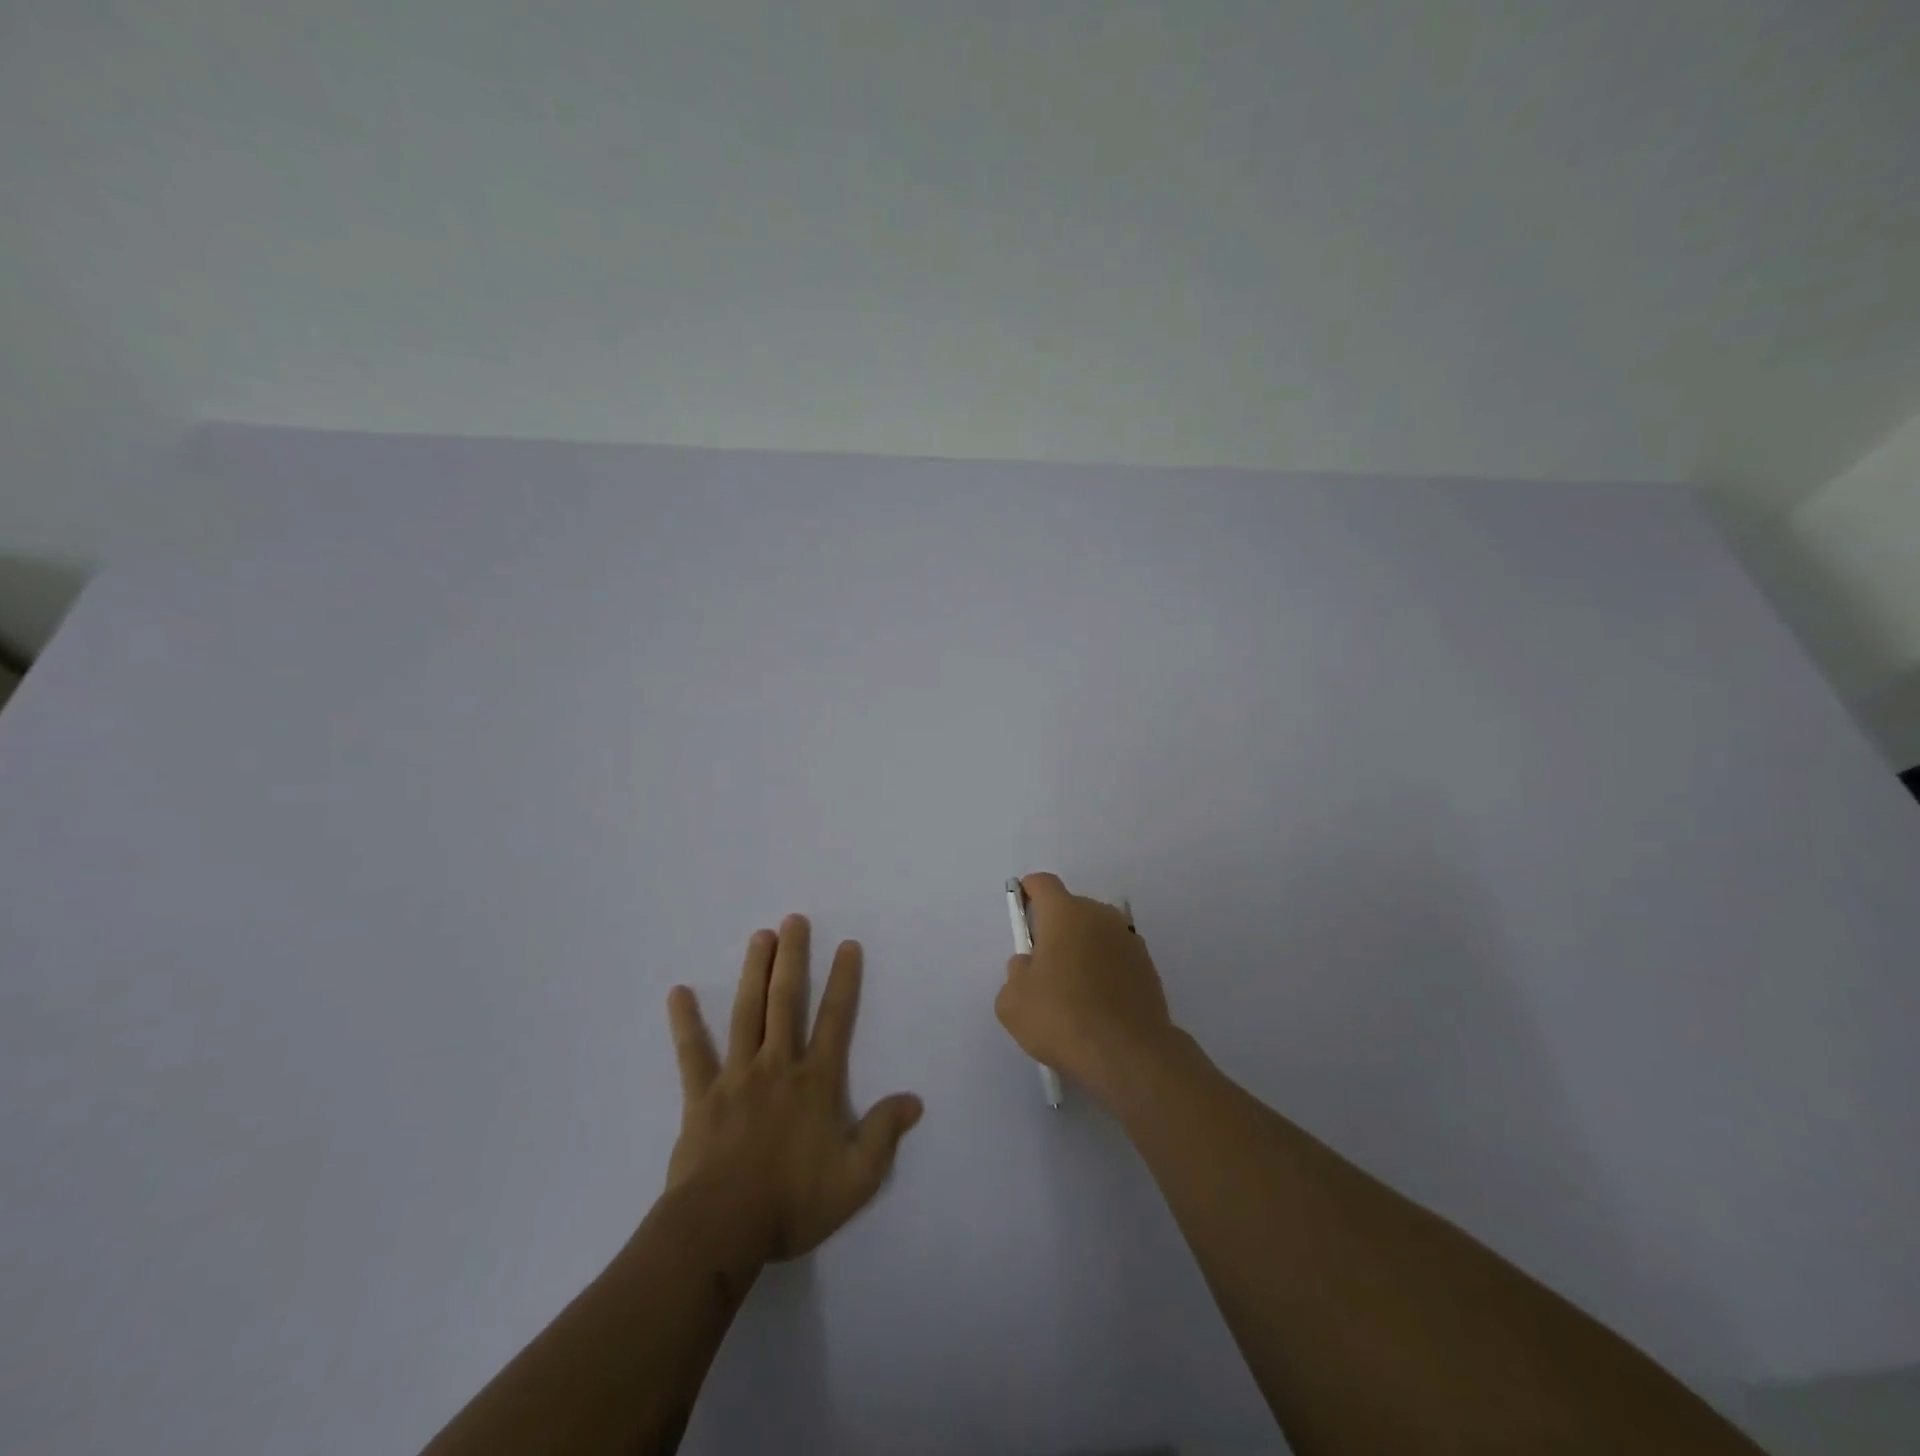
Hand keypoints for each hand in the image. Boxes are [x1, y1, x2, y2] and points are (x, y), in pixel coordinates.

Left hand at [664, 915, 923, 1264]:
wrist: (721, 1229)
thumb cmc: (792, 1203)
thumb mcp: (855, 1178)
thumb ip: (884, 1134)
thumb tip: (914, 1100)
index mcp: (815, 1082)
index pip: (835, 1020)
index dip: (844, 981)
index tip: (847, 945)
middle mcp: (777, 1066)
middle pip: (786, 1001)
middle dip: (793, 958)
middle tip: (793, 920)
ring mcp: (736, 1077)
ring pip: (747, 1013)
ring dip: (754, 972)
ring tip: (759, 936)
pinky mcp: (702, 1096)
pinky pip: (692, 1053)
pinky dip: (685, 1022)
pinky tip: (678, 993)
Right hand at [996, 872, 1181, 1106]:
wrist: (1129, 1055)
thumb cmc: (1062, 1017)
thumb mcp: (1012, 1001)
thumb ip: (1016, 972)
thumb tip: (1030, 965)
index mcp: (1065, 913)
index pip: (1043, 884)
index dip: (1028, 893)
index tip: (1022, 915)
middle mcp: (1100, 915)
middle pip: (1071, 909)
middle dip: (1056, 929)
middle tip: (1043, 967)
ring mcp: (1129, 940)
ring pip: (1096, 933)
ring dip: (1083, 950)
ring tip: (1073, 991)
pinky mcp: (1148, 967)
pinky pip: (1116, 958)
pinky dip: (1105, 971)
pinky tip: (1098, 1005)